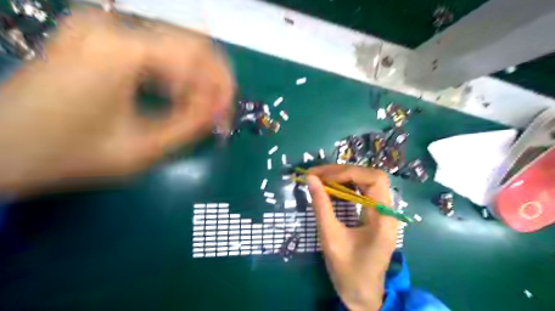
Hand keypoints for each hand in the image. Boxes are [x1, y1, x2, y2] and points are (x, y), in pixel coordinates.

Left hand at [0, 9, 233, 193]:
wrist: (0, 147)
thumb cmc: (69, 154)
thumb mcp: (142, 149)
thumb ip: (190, 125)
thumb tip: (221, 108)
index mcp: (119, 51)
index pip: (197, 54)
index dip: (221, 86)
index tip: (225, 116)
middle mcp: (111, 26)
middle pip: (191, 43)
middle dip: (214, 81)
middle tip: (219, 113)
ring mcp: (102, 26)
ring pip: (177, 45)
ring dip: (197, 78)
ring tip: (199, 108)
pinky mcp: (98, 35)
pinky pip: (157, 48)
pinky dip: (176, 72)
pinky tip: (175, 96)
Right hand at [308, 165, 399, 310]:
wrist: (361, 294)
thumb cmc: (348, 271)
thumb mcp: (330, 237)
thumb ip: (321, 206)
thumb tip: (310, 178)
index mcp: (384, 218)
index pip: (374, 179)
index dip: (347, 172)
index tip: (322, 177)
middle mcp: (388, 211)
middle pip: (370, 176)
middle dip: (343, 172)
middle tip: (317, 175)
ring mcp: (382, 212)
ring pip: (366, 181)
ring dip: (343, 177)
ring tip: (320, 178)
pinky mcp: (375, 215)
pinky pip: (362, 192)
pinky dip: (345, 186)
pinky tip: (330, 188)